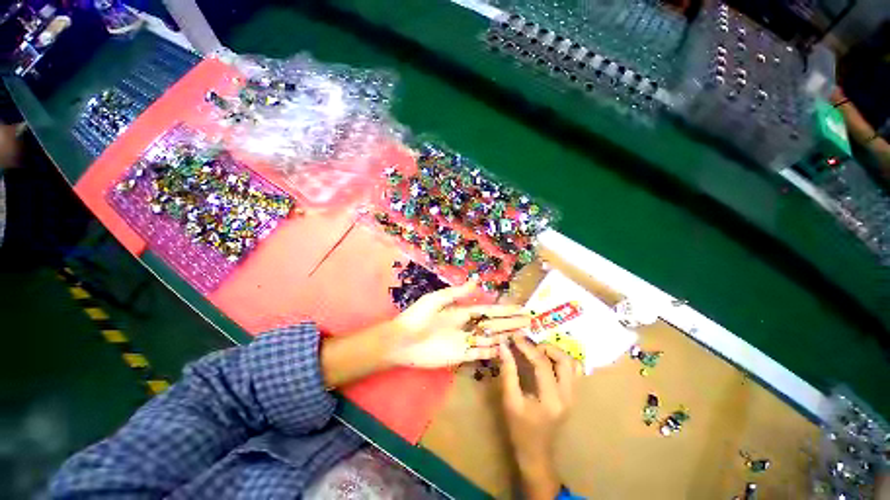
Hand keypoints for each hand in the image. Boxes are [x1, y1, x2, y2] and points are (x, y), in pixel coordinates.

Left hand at [387, 280, 530, 368]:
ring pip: (490, 338)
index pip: (488, 310)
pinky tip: (506, 350)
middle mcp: (467, 326)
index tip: (520, 308)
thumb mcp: (437, 300)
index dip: (504, 310)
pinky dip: (493, 352)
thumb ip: (457, 293)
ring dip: (506, 336)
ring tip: (523, 335)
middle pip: (493, 324)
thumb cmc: (418, 317)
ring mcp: (465, 341)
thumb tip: (476, 281)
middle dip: (510, 323)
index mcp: (461, 311)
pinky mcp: (460, 356)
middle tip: (529, 322)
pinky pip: (480, 353)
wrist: (402, 341)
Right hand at [500, 338, 582, 499]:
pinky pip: (573, 372)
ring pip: (572, 364)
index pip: (542, 364)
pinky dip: (561, 361)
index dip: (527, 347)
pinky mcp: (572, 396)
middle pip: (564, 360)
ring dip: (555, 353)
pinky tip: (547, 361)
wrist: (536, 453)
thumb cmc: (520, 429)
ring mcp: (573, 397)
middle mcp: (567, 396)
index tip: (514, 337)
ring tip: (537, 351)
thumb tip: (504, 347)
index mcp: (551, 400)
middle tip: (528, 346)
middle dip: (545, 347)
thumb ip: (508, 372)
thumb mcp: (510, 401)